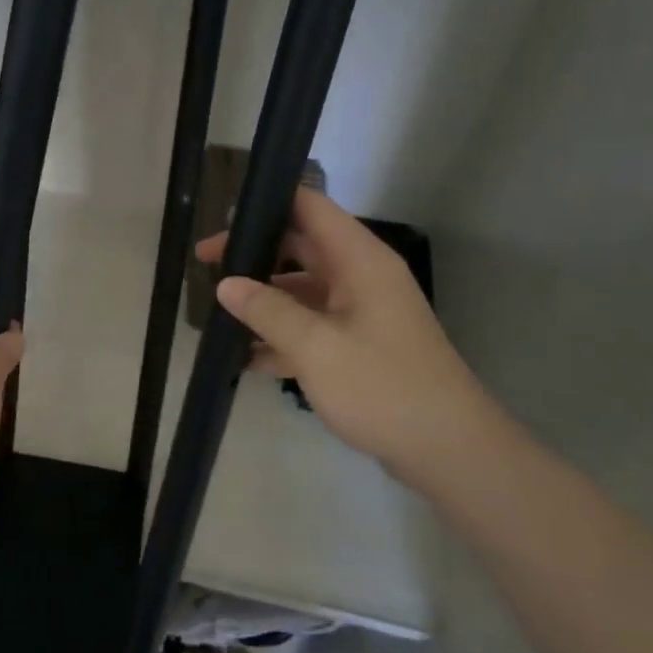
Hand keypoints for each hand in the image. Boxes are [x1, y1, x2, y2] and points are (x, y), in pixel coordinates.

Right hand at [198, 189, 500, 487]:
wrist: (446, 449)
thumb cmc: (382, 386)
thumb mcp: (315, 347)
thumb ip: (267, 311)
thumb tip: (225, 284)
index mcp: (359, 260)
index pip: (311, 207)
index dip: (269, 203)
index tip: (224, 219)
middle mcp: (360, 277)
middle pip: (300, 247)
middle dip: (254, 253)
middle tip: (205, 265)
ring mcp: (359, 313)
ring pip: (301, 290)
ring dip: (262, 299)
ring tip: (215, 312)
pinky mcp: (357, 346)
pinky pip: (309, 327)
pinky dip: (279, 335)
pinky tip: (242, 357)